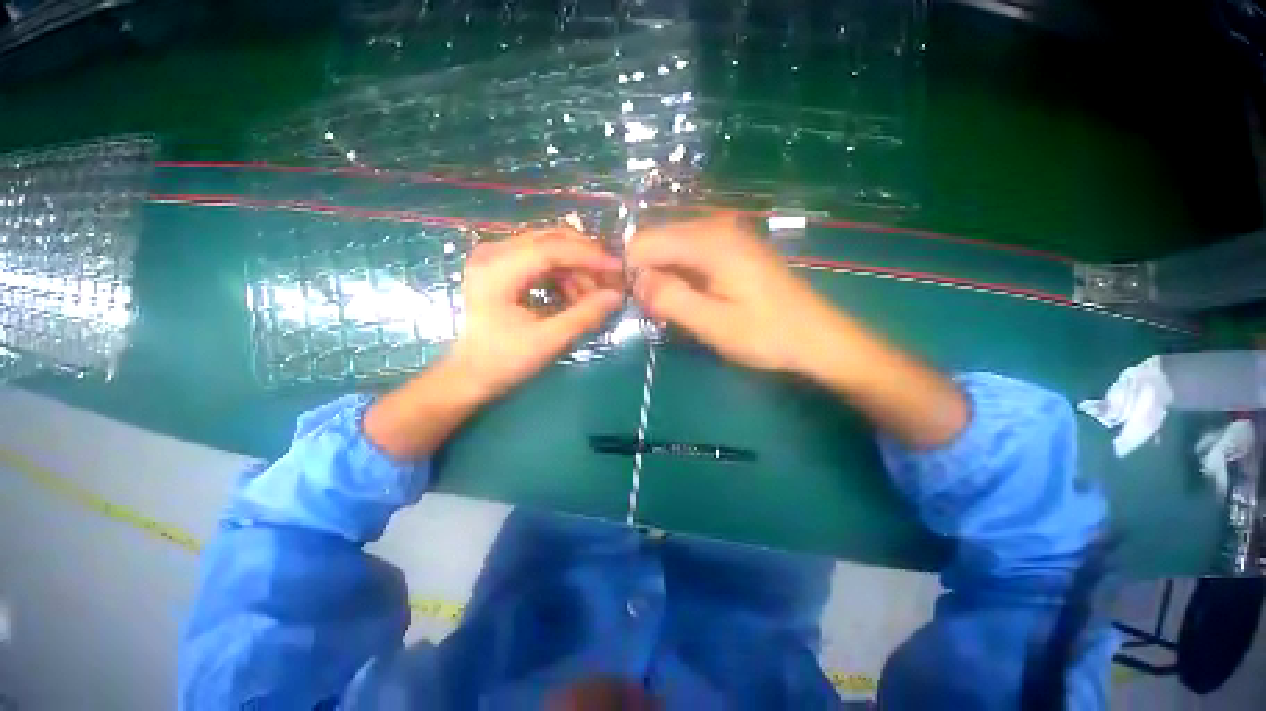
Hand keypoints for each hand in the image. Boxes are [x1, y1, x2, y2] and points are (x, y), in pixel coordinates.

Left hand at [449, 227, 623, 399]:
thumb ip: (584, 315)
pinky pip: (542, 259)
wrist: (470, 374)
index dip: (589, 256)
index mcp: (497, 270)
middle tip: (610, 279)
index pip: (551, 248)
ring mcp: (496, 256)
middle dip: (586, 258)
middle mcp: (493, 252)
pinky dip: (564, 274)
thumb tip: (617, 295)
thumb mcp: (548, 341)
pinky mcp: (503, 266)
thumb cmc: (504, 361)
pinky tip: (574, 296)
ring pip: (550, 247)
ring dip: (576, 269)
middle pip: (551, 239)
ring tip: (591, 298)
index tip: (618, 269)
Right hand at [628, 213, 835, 373]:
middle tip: (661, 313)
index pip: (644, 242)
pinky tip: (694, 300)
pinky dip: (681, 277)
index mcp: (709, 240)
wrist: (817, 337)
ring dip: (665, 279)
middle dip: (648, 276)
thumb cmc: (767, 334)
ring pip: (671, 249)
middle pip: (656, 241)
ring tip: (678, 310)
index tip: (644, 305)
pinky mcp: (731, 247)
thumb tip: (636, 282)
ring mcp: (725, 234)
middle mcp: (714, 226)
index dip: (634, 273)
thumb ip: (670, 299)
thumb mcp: (713, 324)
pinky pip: (689, 255)